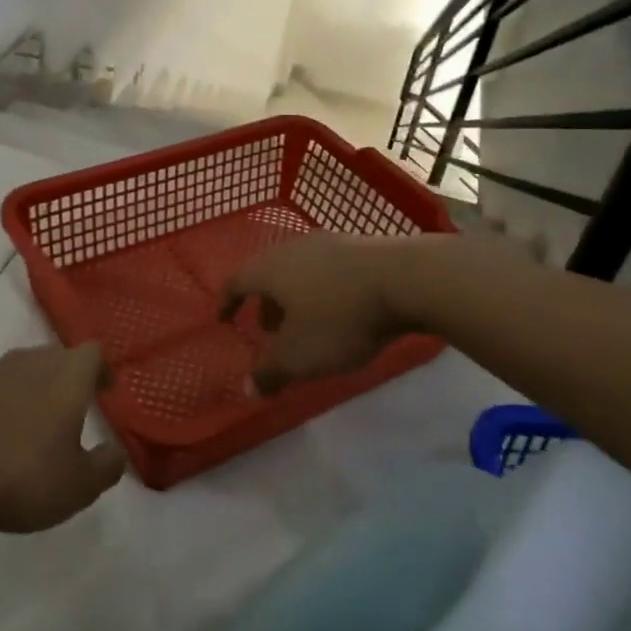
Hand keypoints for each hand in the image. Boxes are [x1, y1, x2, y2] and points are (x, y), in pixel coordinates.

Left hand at [0, 343, 126, 537]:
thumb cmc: (25, 477)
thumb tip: (116, 453)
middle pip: (57, 356)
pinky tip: (2, 436)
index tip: (105, 389)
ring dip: (36, 390)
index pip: (92, 353)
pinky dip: (6, 405)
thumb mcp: (80, 485)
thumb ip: (106, 466)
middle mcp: (30, 362)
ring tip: (39, 424)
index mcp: (66, 374)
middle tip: (76, 407)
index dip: (101, 369)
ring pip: (24, 371)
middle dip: (69, 377)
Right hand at [221, 233, 425, 394]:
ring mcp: (330, 243)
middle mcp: (293, 248)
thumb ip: (270, 372)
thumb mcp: (300, 356)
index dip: (227, 302)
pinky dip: (321, 289)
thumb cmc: (340, 317)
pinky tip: (339, 309)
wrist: (407, 279)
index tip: (223, 319)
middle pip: (268, 273)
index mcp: (270, 268)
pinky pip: (327, 269)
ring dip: (295, 296)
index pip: (236, 281)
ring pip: (299, 270)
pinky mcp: (361, 246)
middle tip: (268, 330)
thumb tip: (247, 388)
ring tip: (305, 324)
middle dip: (265, 302)